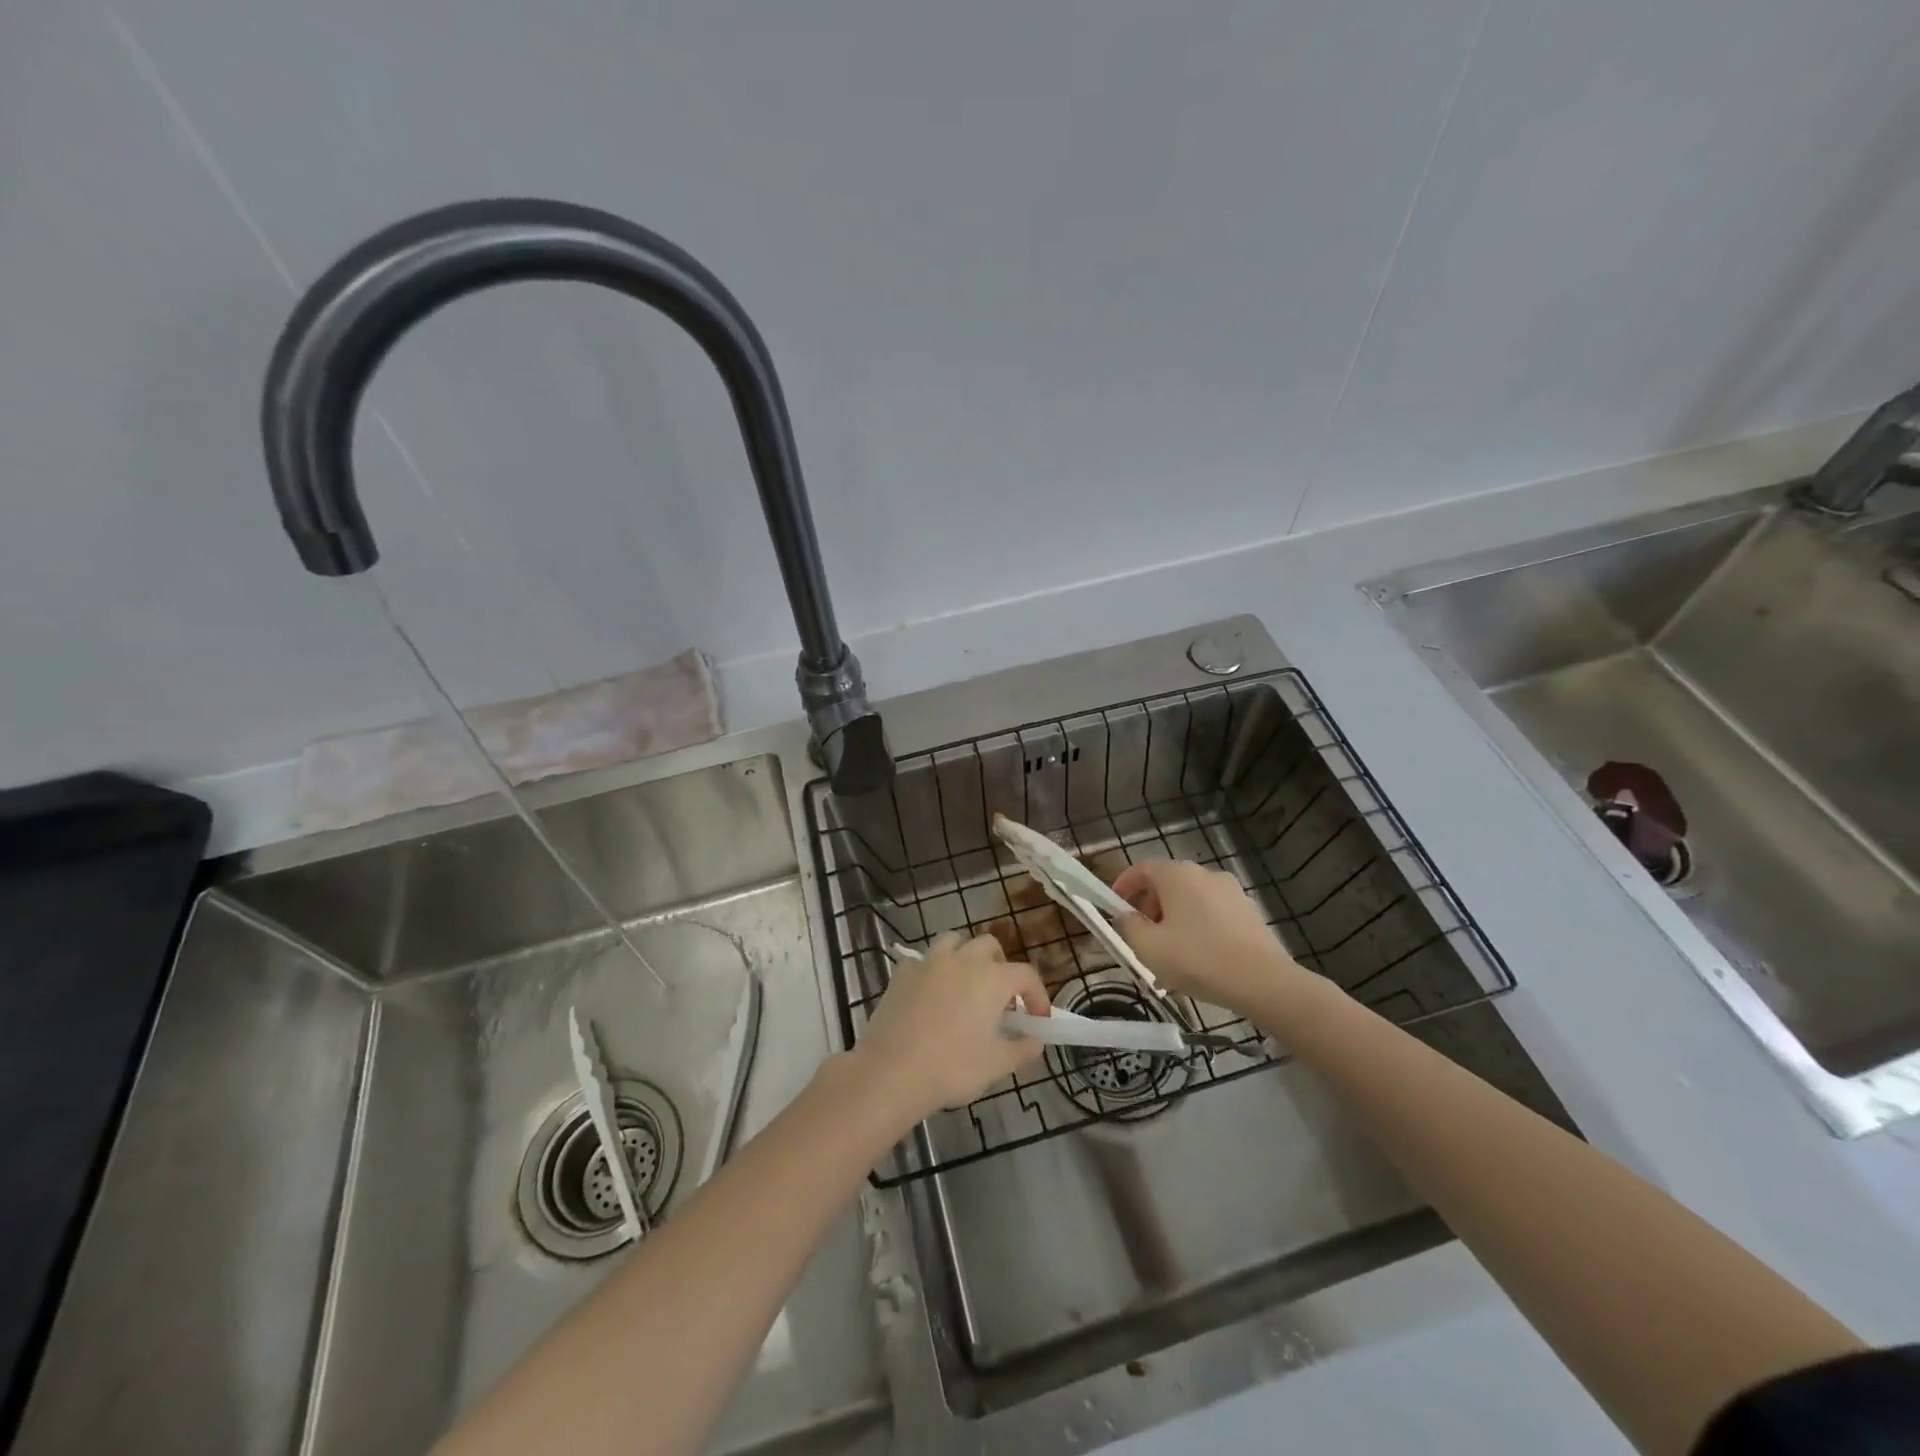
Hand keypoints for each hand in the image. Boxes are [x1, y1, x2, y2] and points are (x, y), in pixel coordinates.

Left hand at [852, 933, 1050, 1122]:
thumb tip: (1036, 1041)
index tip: (1037, 1019)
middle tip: (999, 999)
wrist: (892, 1071)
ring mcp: (929, 962)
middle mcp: (963, 960)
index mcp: (992, 979)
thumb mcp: (997, 1065)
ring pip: (954, 941)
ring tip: (965, 985)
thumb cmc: (952, 1068)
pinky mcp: (902, 972)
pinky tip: (929, 993)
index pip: (1026, 974)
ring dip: (965, 956)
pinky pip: (922, 960)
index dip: (1037, 995)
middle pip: (989, 946)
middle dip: (1000, 966)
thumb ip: (1022, 1049)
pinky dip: (931, 970)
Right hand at [1111, 860, 1301, 1015]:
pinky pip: (1212, 914)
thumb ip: (1128, 926)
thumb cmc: (1197, 959)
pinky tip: (1198, 960)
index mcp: (1177, 875)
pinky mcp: (1249, 912)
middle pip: (1167, 885)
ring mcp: (1231, 892)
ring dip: (1174, 921)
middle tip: (1141, 938)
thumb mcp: (1148, 947)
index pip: (1141, 869)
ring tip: (1169, 956)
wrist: (1263, 982)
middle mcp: (1204, 874)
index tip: (1114, 908)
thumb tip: (1125, 916)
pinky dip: (1198, 929)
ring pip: (1190, 902)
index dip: (1123, 886)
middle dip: (1149, 908)